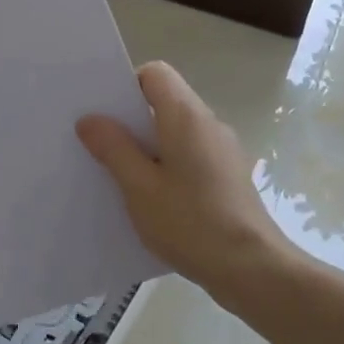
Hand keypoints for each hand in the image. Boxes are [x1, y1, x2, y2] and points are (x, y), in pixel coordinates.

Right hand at [77, 61, 292, 302]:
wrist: (253, 270)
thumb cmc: (191, 222)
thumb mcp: (139, 187)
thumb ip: (113, 148)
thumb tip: (90, 119)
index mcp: (186, 117)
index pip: (155, 73)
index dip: (126, 86)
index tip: (105, 116)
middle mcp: (208, 124)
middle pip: (164, 101)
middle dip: (131, 120)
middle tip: (100, 147)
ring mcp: (222, 150)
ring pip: (175, 131)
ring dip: (147, 146)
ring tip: (121, 177)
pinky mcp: (228, 176)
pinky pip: (189, 155)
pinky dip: (167, 165)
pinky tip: (152, 199)